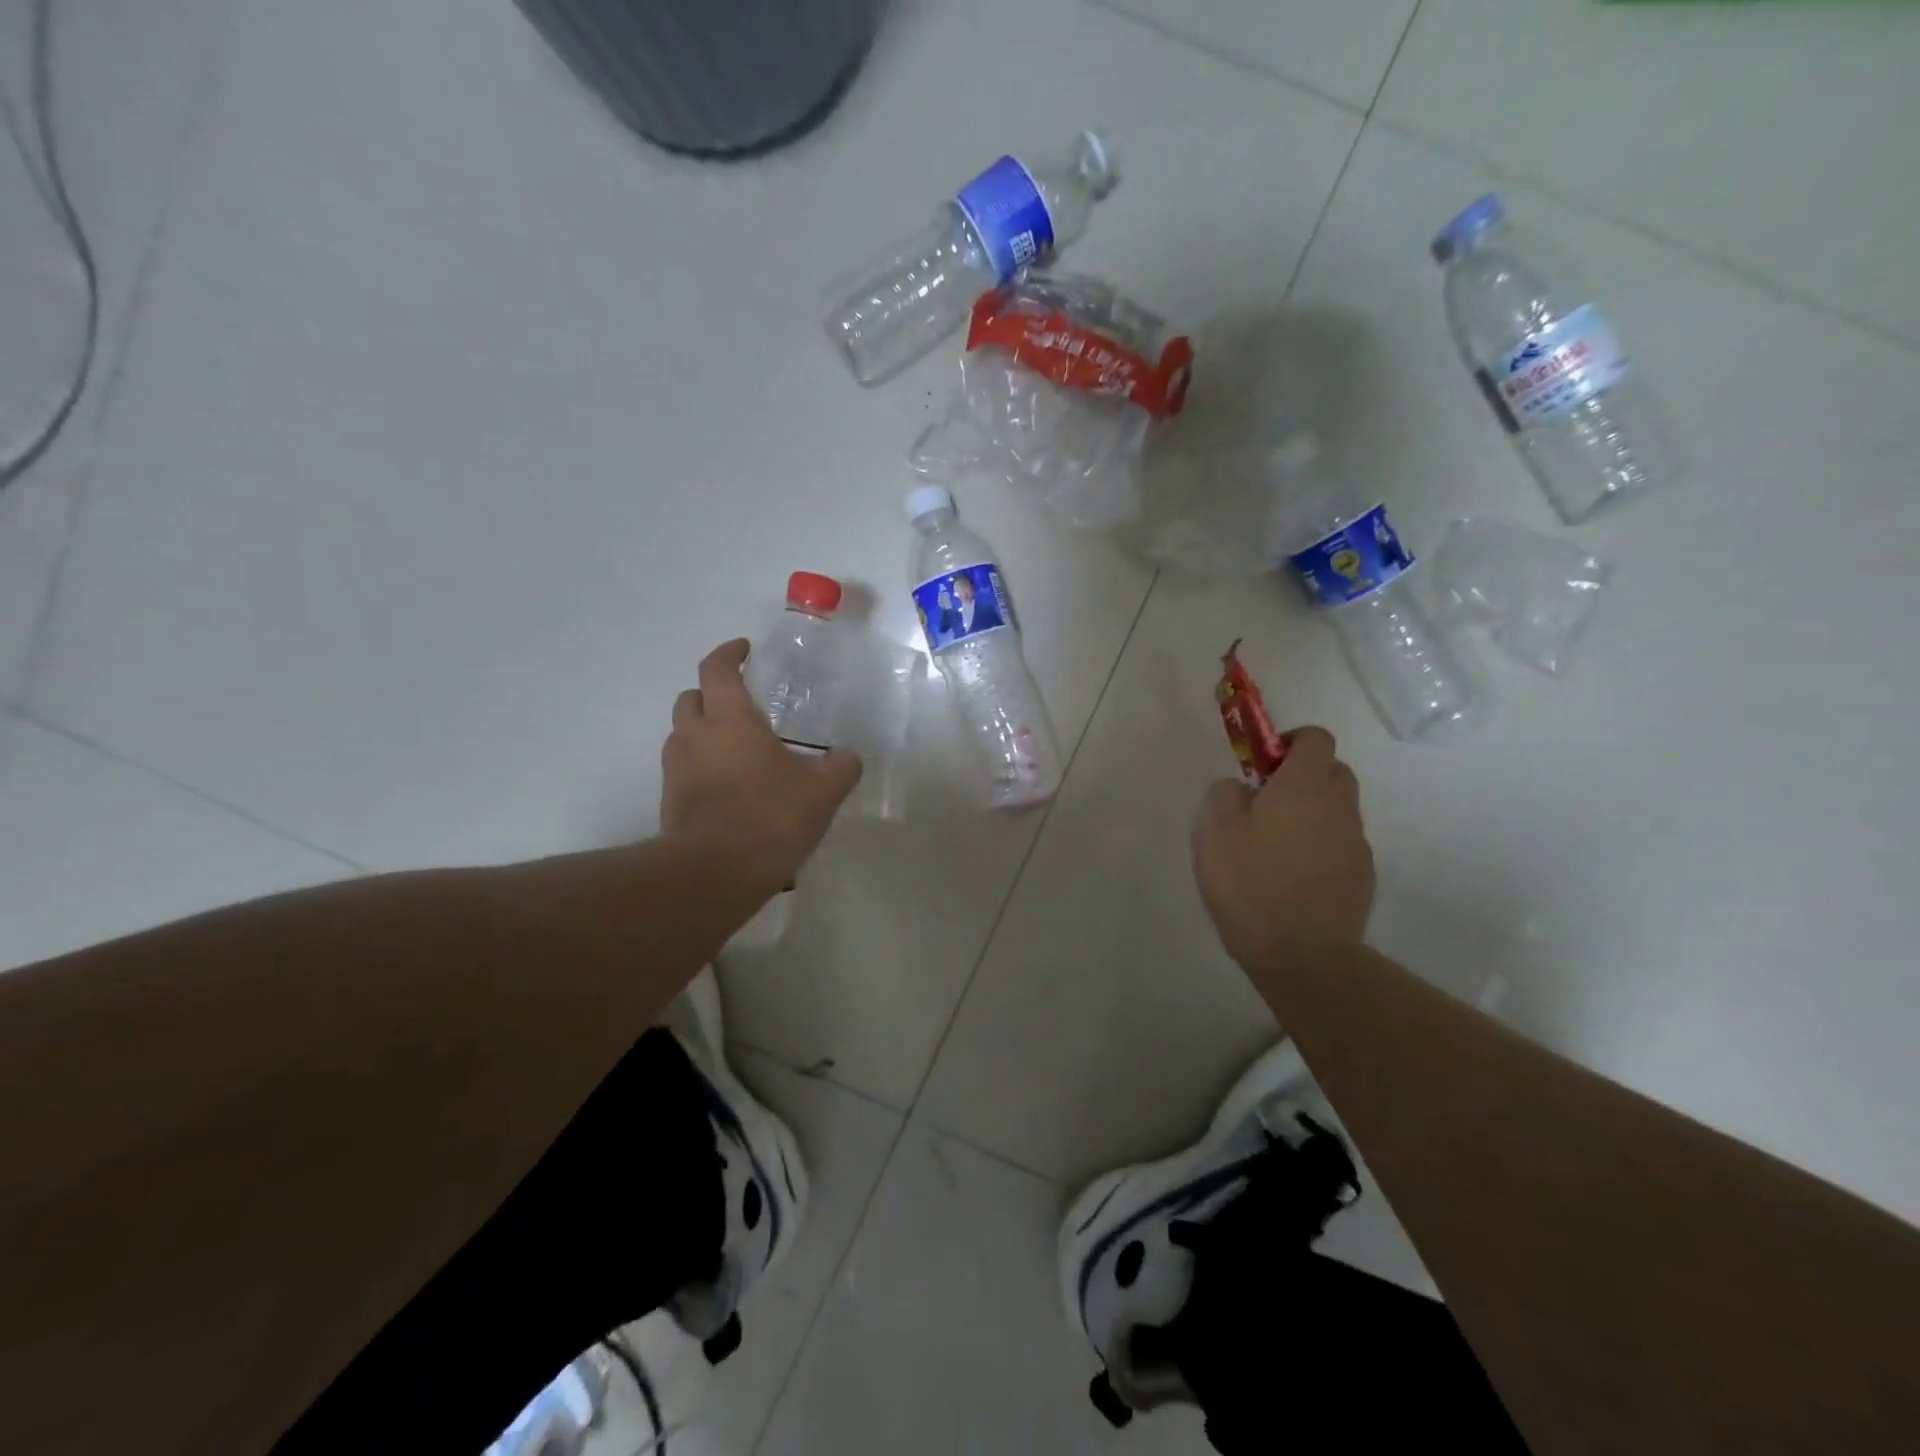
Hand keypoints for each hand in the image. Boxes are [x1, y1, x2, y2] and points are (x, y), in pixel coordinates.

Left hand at [661, 639, 861, 893]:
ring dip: (703, 734)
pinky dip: (701, 770)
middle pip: (690, 698)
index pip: (717, 668)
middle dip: (711, 694)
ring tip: (736, 752)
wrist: (716, 873)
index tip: (744, 650)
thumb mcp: (823, 790)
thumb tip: (847, 758)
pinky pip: (684, 772)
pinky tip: (729, 790)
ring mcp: (676, 770)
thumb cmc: (771, 816)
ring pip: (683, 736)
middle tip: (739, 705)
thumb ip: (840, 766)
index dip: (729, 653)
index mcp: (730, 719)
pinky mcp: (670, 803)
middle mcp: (695, 736)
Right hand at [1191, 727, 1373, 974]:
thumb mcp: (1213, 830)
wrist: (1302, 954)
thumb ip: (1225, 793)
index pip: (1315, 738)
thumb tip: (1241, 787)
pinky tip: (1291, 878)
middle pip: (1331, 770)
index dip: (1289, 742)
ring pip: (1336, 810)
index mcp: (1304, 786)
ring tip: (1273, 848)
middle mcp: (1339, 806)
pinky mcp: (1362, 876)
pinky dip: (1319, 848)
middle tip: (1264, 803)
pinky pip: (1339, 844)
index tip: (1262, 766)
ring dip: (1310, 814)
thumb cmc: (1250, 883)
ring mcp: (1356, 843)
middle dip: (1302, 776)